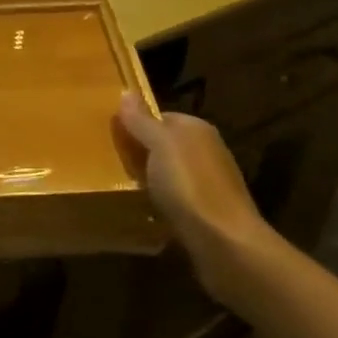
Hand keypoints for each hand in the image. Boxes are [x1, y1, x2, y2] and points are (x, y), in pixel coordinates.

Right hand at [118, 92, 287, 313]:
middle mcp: (207, 151)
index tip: (111, 137)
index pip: (160, 116)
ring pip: (169, 174)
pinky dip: (161, 203)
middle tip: (111, 162)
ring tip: (122, 188)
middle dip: (141, 153)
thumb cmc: (189, 185)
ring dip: (150, 180)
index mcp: (197, 129)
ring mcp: (210, 183)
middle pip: (164, 145)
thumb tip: (126, 92)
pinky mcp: (208, 213)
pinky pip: (176, 199)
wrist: (226, 244)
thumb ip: (141, 120)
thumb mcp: (159, 144)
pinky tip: (146, 211)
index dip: (136, 124)